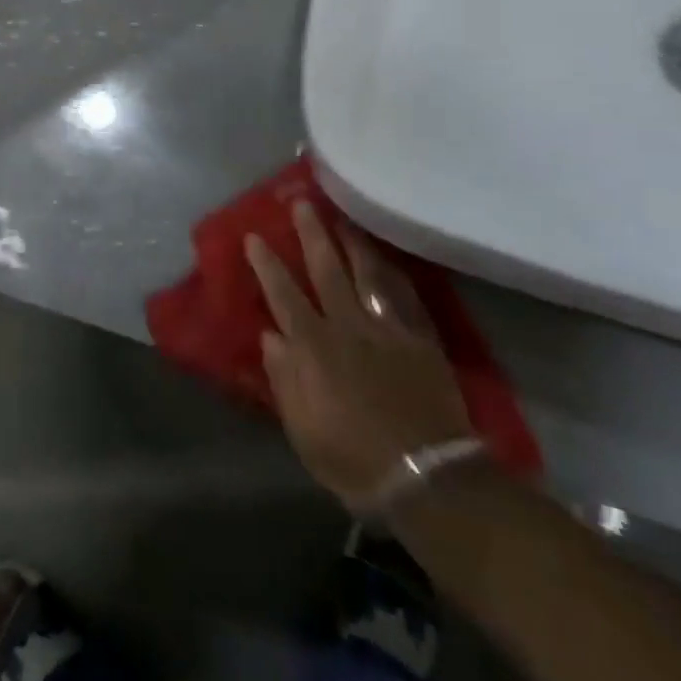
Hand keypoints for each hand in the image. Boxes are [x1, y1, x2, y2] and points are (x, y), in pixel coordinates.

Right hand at [247, 201, 471, 510]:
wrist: (425, 478)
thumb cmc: (353, 459)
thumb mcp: (302, 428)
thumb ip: (283, 378)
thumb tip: (269, 335)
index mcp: (313, 347)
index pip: (283, 295)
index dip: (267, 264)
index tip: (254, 236)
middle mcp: (347, 326)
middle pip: (326, 270)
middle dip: (311, 235)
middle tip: (301, 203)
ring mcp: (386, 329)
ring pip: (366, 273)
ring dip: (352, 242)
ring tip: (343, 216)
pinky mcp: (419, 338)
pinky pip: (404, 296)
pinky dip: (394, 273)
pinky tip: (387, 258)